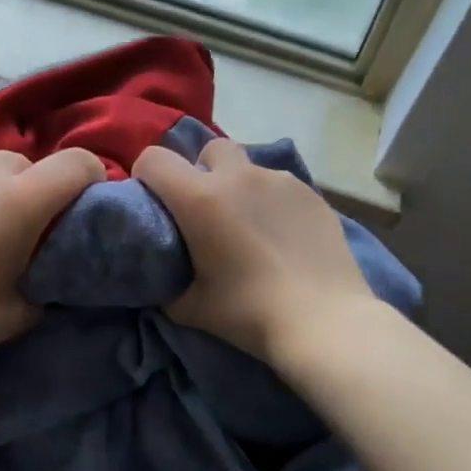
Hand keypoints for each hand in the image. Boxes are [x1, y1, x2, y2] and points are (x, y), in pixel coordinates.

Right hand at [134, 138, 377, 364]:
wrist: (323, 321)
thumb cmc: (249, 313)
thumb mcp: (190, 307)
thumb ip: (169, 284)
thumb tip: (164, 279)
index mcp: (200, 198)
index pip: (154, 159)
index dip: (147, 176)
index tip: (154, 202)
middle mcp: (239, 177)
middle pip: (210, 149)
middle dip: (202, 171)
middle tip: (207, 211)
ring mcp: (280, 181)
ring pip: (249, 168)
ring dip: (240, 188)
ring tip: (251, 228)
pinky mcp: (312, 194)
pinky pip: (280, 187)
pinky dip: (272, 203)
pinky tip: (283, 238)